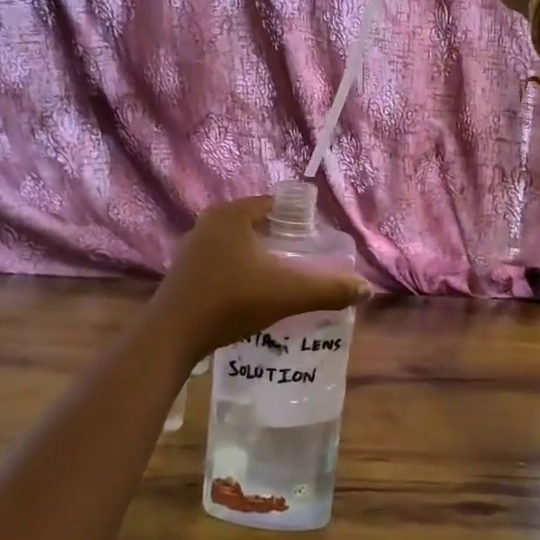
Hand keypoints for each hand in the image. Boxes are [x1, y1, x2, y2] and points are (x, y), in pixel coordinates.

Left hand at [146, 197, 371, 361]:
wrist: (173, 335)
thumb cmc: (230, 301)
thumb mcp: (286, 293)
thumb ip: (328, 289)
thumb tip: (366, 288)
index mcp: (233, 214)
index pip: (276, 204)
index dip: (301, 221)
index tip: (319, 244)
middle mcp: (211, 221)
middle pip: (259, 224)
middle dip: (284, 241)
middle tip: (308, 263)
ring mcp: (195, 245)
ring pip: (240, 244)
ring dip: (262, 257)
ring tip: (286, 280)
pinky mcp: (186, 269)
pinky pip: (224, 260)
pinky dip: (242, 271)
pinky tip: (254, 294)